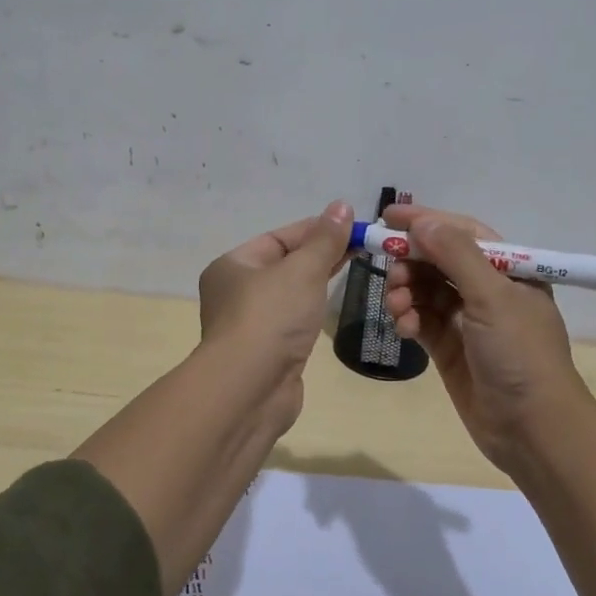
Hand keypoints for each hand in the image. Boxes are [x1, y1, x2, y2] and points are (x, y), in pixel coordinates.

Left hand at [197, 200, 354, 432]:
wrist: (250, 389)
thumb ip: (325, 240)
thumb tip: (342, 206)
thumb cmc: (271, 317)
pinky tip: (330, 306)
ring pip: (289, 294)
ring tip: (355, 269)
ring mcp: (250, 325)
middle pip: (284, 264)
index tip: (352, 226)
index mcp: (233, 266)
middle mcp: (235, 292)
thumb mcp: (302, 270)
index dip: (316, 229)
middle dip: (321, 254)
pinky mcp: (267, 352)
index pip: (279, 238)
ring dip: (317, 282)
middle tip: (362, 246)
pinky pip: (292, 320)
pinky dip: (311, 310)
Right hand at [381, 204, 592, 472]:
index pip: (462, 232)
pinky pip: (422, 320)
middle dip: (411, 261)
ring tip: (397, 307)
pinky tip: (405, 329)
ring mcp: (467, 320)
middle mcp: (487, 290)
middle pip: (438, 260)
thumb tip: (423, 222)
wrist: (532, 428)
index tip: (387, 216)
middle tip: (389, 270)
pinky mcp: (450, 348)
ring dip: (406, 292)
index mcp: (508, 270)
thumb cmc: (520, 353)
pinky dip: (409, 320)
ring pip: (425, 290)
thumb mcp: (492, 297)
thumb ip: (456, 256)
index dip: (426, 221)